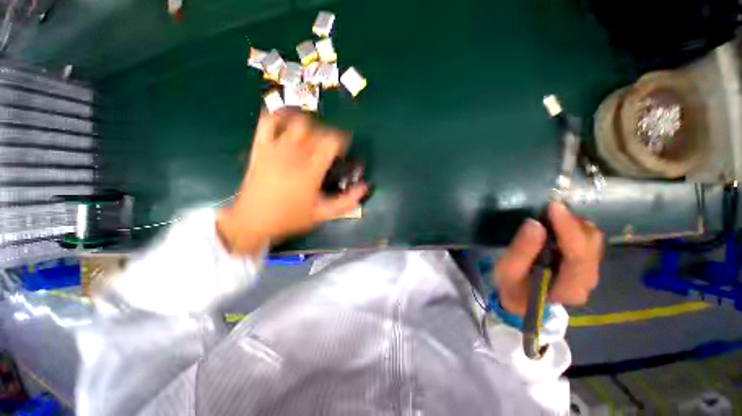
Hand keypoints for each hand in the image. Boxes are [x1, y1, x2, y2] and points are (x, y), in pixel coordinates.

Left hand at [217, 111, 367, 254]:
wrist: (253, 221)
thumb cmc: (291, 218)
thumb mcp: (323, 214)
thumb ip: (347, 201)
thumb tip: (365, 186)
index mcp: (311, 170)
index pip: (331, 142)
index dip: (342, 141)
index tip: (343, 150)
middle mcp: (294, 155)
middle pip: (317, 130)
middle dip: (328, 134)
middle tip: (329, 147)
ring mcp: (275, 149)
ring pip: (296, 122)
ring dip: (309, 123)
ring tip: (313, 133)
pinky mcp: (260, 148)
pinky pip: (268, 123)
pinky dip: (279, 116)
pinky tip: (287, 119)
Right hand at [493, 202, 603, 316]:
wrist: (521, 299)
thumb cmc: (512, 286)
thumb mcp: (507, 270)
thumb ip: (521, 250)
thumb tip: (535, 224)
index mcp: (569, 289)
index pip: (578, 257)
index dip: (568, 229)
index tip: (553, 207)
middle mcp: (587, 281)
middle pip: (591, 245)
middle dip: (571, 222)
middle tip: (548, 208)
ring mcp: (590, 272)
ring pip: (593, 240)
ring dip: (573, 222)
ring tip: (550, 214)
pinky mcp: (586, 263)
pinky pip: (587, 239)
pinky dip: (574, 226)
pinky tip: (557, 223)